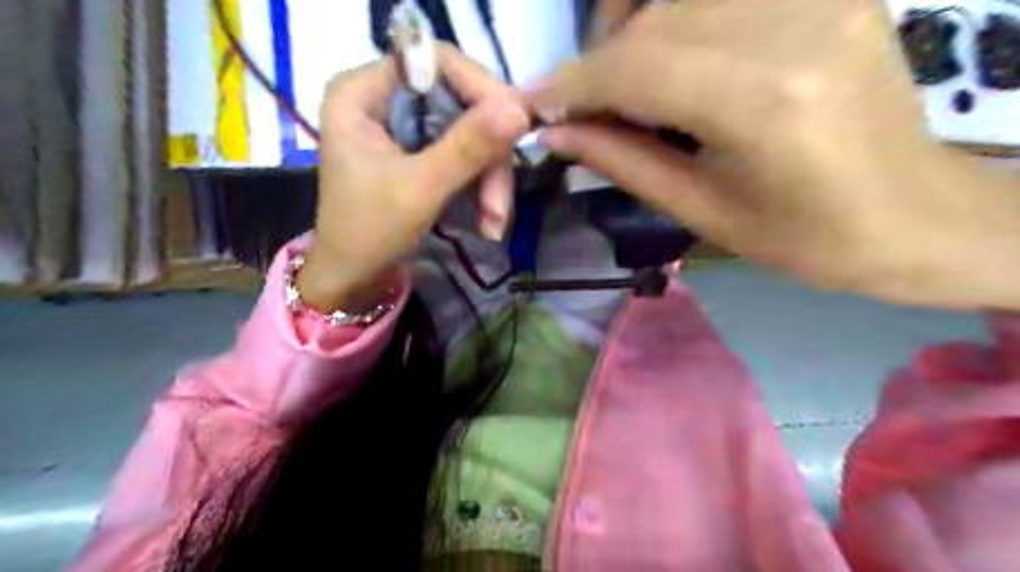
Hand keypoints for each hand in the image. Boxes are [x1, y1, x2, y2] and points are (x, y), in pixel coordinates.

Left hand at [299, 44, 529, 311]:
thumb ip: (466, 148)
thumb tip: (520, 108)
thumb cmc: (369, 233)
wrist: (353, 280)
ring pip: (472, 131)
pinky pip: (468, 154)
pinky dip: (483, 186)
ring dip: (492, 179)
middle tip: (500, 205)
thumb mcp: (419, 189)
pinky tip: (488, 220)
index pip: (436, 61)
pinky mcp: (423, 152)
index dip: (482, 89)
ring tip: (494, 222)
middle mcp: (386, 99)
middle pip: (462, 100)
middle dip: (490, 155)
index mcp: (363, 92)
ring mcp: (407, 127)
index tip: (516, 127)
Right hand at [531, 0, 1015, 307]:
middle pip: (655, 21)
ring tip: (621, 83)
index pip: (639, 68)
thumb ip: (624, 163)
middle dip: (598, 60)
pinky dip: (676, 19)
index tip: (537, 103)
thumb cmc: (805, 238)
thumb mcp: (704, 214)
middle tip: (578, 104)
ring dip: (633, 32)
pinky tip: (670, 56)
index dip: (575, 83)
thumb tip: (557, 133)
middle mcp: (793, 27)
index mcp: (764, 105)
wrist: (913, 214)